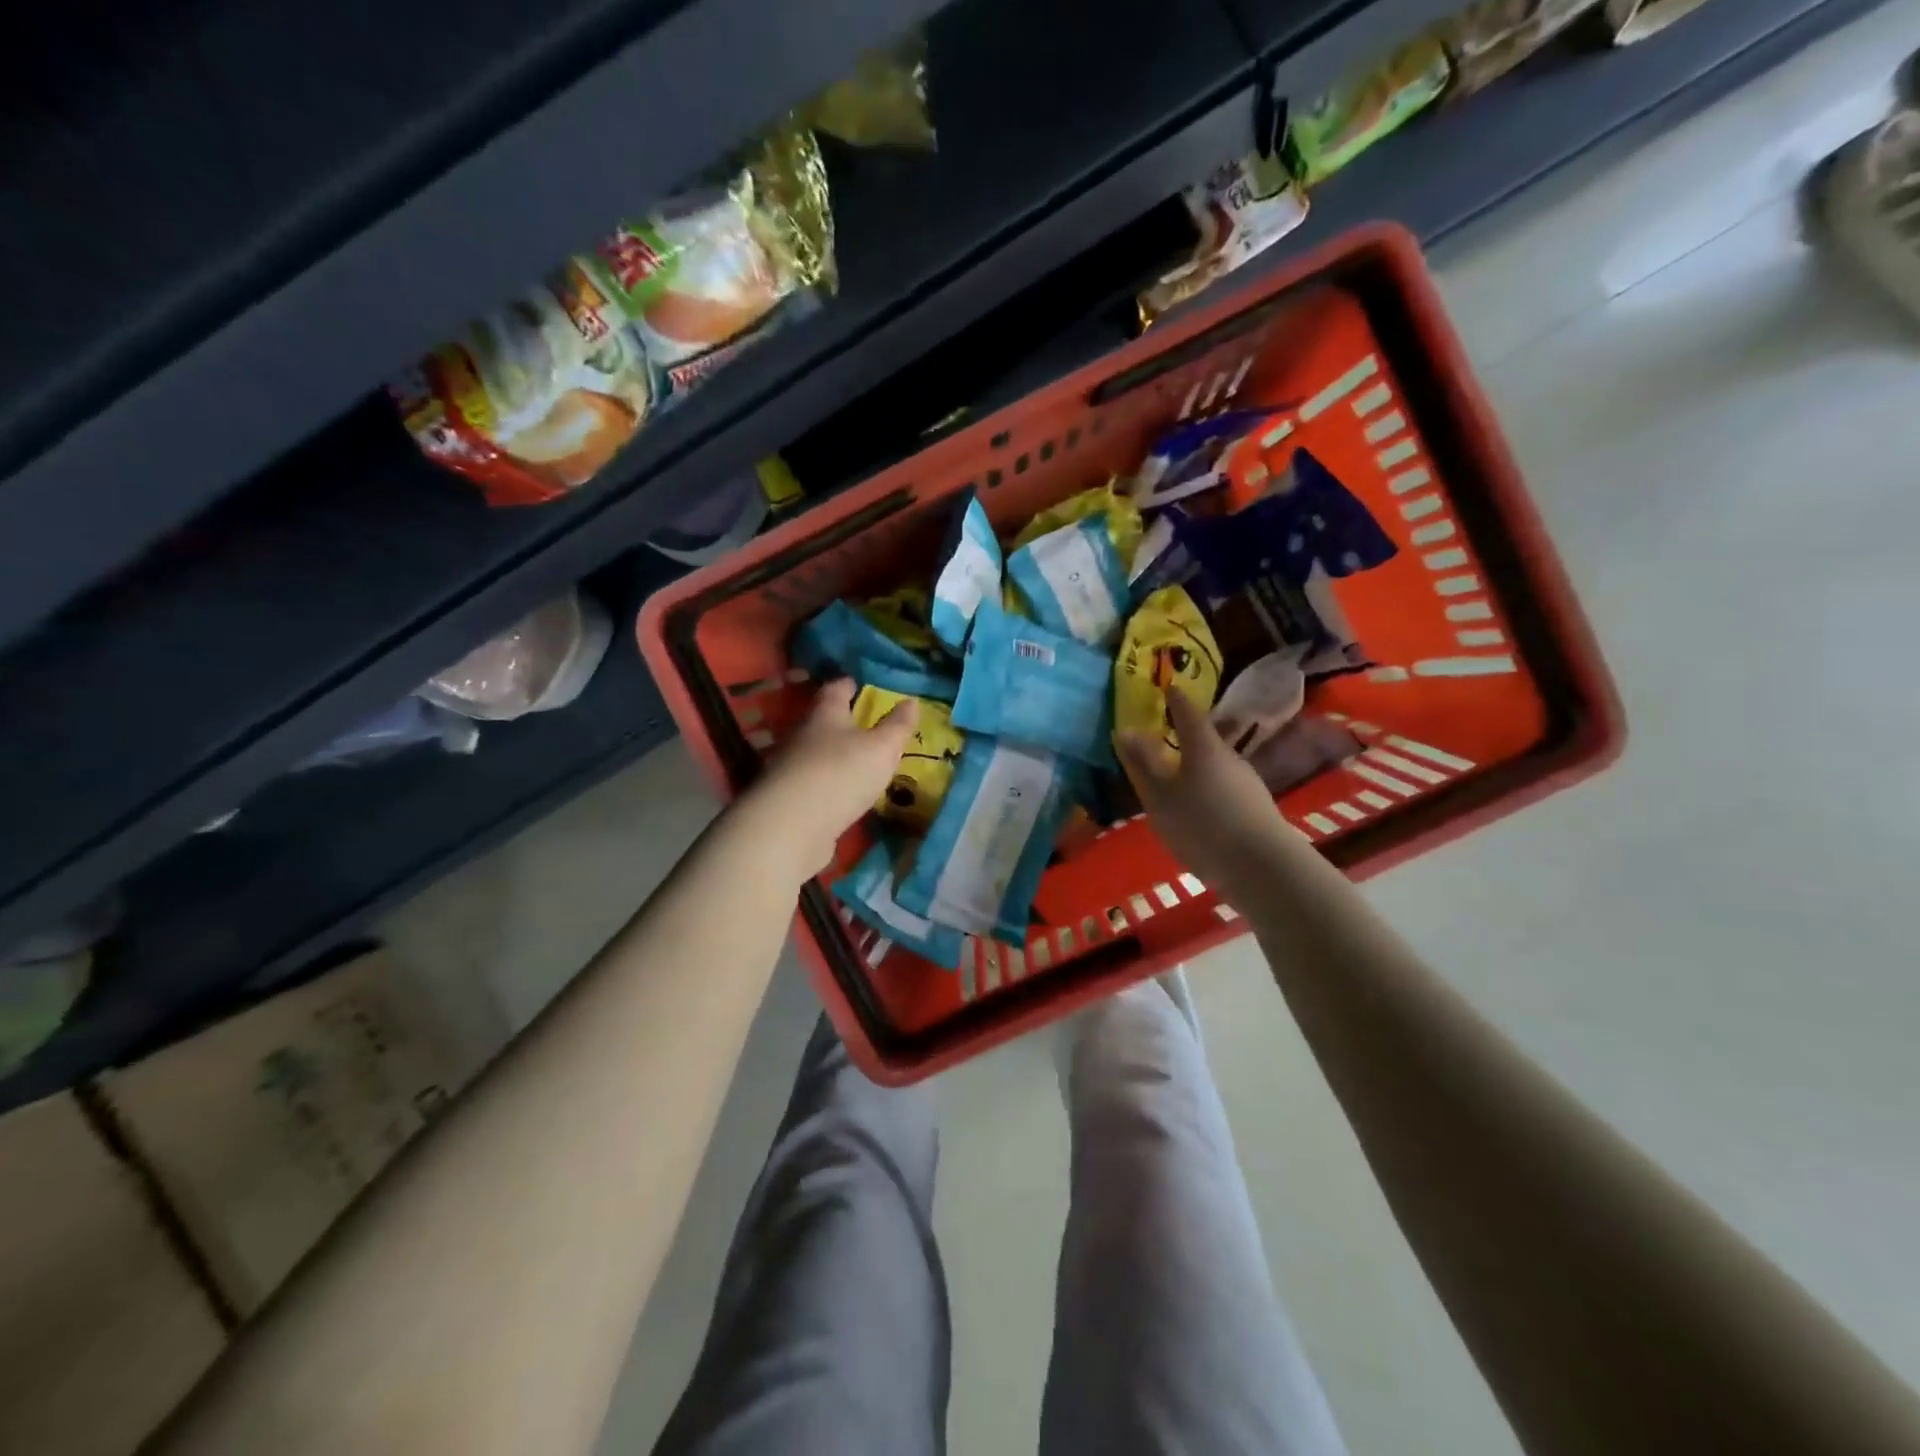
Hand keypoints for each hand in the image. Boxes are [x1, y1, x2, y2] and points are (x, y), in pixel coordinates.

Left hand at [734, 679, 916, 880]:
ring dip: (837, 755)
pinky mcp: (791, 800)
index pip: (835, 689)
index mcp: (825, 715)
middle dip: (843, 721)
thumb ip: (898, 726)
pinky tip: (845, 793)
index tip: (859, 682)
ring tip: (862, 761)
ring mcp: (793, 769)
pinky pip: (816, 783)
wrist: (791, 827)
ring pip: (818, 753)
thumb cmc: (841, 774)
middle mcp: (804, 737)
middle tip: (868, 724)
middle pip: (824, 722)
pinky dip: (831, 784)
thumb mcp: (881, 748)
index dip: (849, 684)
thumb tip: (912, 700)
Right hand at [1115, 688, 1298, 906]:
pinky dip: (1210, 791)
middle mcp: (1230, 758)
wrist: (1263, 868)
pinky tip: (1200, 811)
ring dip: (1198, 769)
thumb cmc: (1202, 824)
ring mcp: (1248, 784)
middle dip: (1186, 738)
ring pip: (1216, 767)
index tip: (1168, 687)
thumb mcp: (1160, 796)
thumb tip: (1125, 730)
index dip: (1176, 700)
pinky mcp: (1257, 809)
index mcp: (1204, 747)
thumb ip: (1143, 763)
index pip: (1188, 713)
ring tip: (1178, 782)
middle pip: (1205, 741)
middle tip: (1166, 739)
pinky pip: (1226, 790)